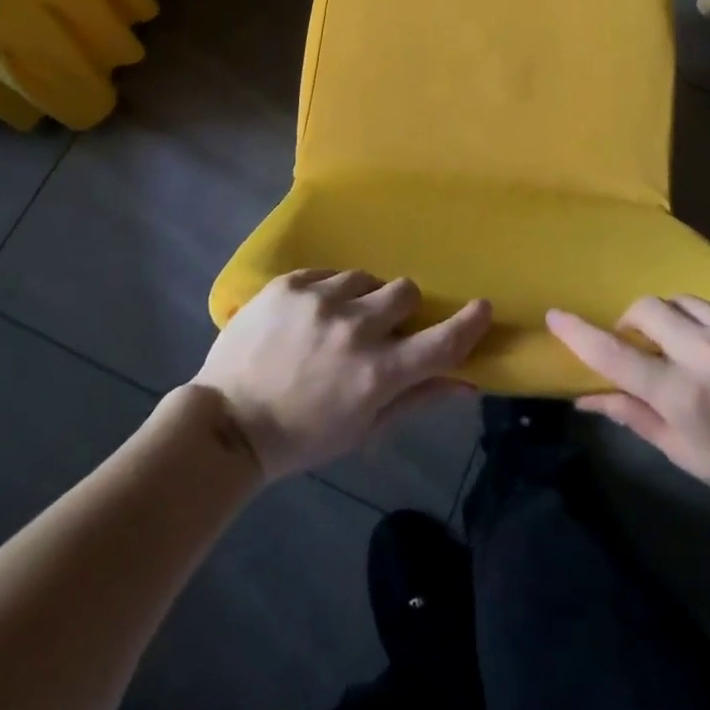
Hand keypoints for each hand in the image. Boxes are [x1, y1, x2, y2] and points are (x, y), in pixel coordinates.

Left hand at [194, 270, 491, 478]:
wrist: (227, 422)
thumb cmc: (301, 436)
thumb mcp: (363, 428)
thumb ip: (417, 399)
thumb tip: (467, 382)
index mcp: (376, 374)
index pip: (440, 343)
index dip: (469, 324)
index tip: (482, 307)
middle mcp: (354, 329)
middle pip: (405, 291)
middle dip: (400, 309)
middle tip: (379, 328)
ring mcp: (319, 300)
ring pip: (366, 277)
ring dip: (362, 298)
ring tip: (336, 322)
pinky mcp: (290, 283)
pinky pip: (329, 272)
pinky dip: (329, 291)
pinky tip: (310, 315)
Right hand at [548, 296, 709, 514]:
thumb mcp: (683, 452)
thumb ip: (632, 415)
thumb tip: (583, 396)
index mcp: (683, 394)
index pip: (615, 354)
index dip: (580, 334)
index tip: (556, 316)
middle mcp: (708, 352)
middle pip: (647, 308)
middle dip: (637, 321)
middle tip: (647, 344)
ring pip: (684, 302)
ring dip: (678, 321)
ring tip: (695, 347)